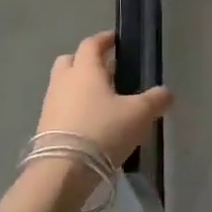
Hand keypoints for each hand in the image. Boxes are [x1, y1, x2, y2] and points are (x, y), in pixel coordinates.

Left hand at [36, 31, 172, 166]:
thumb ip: (155, 100)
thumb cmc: (103, 131)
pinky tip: (90, 123)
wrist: (63, 171)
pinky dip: (73, 109)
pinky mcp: (44, 127)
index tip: (116, 40)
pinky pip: (60, 108)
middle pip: (70, 60)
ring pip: (63, 85)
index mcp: (85, 69)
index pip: (91, 43)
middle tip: (107, 70)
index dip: (104, 39)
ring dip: (79, 87)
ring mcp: (50, 104)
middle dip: (86, 61)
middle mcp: (63, 81)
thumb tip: (167, 93)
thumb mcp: (139, 114)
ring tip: (102, 101)